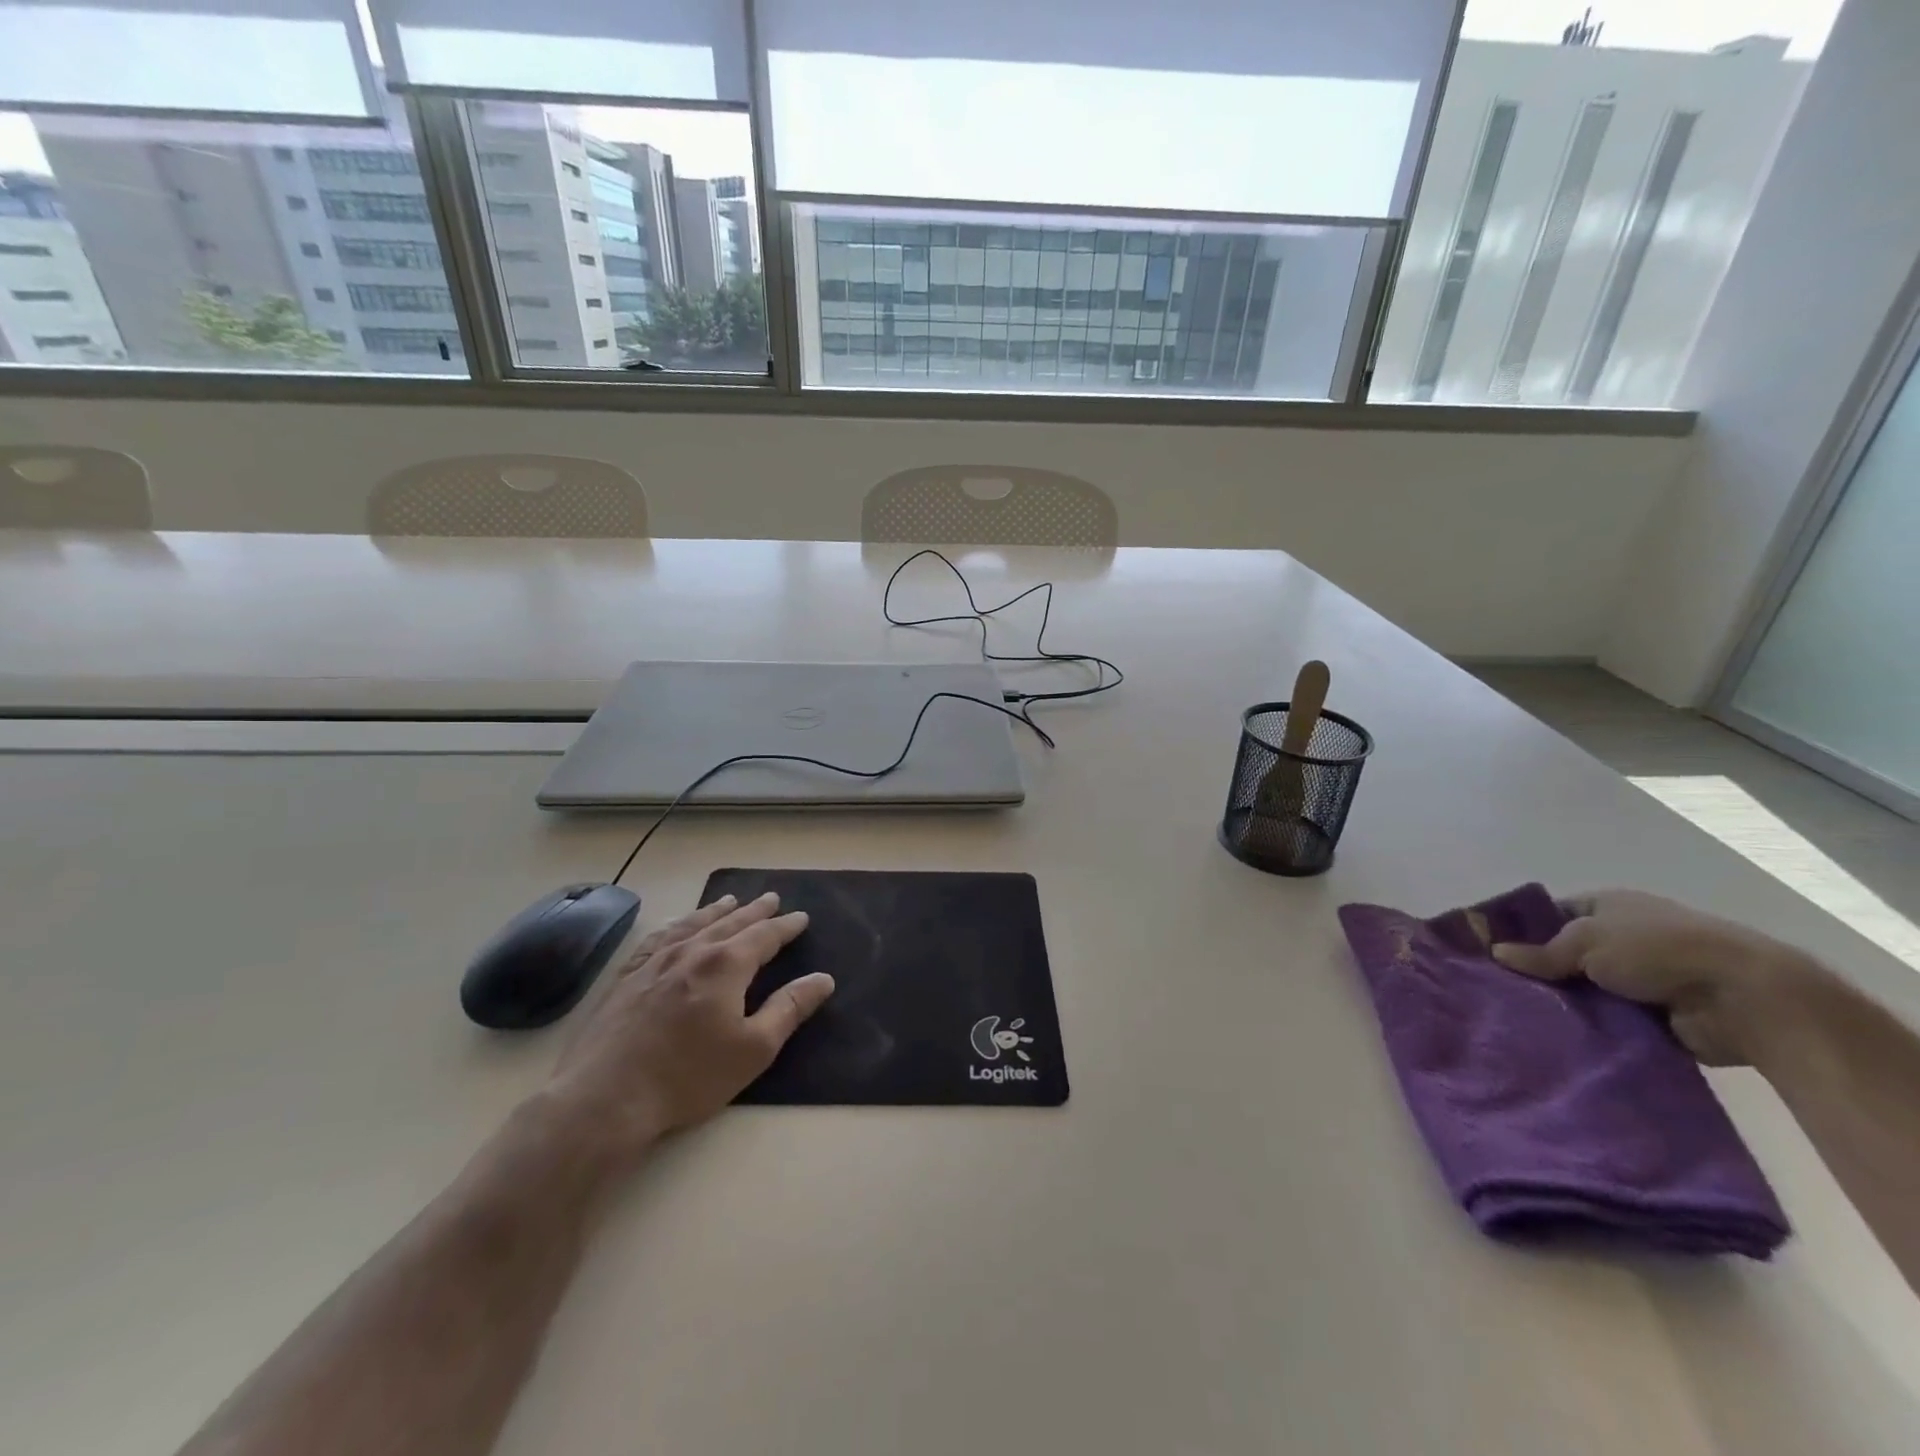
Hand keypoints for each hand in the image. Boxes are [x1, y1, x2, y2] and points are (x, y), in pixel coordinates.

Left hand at [542, 892, 834, 1165]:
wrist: (606, 1097)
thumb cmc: (689, 1076)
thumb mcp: (754, 1049)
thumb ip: (789, 1009)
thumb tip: (823, 979)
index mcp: (726, 965)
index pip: (764, 936)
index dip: (785, 926)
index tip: (801, 917)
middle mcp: (692, 951)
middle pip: (730, 923)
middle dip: (755, 911)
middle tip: (772, 898)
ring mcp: (656, 962)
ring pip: (693, 925)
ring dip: (716, 911)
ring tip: (730, 901)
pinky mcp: (627, 977)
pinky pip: (658, 939)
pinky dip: (675, 926)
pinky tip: (676, 927)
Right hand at [1491, 889, 1813, 1065]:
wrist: (1744, 998)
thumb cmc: (1657, 949)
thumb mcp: (1585, 940)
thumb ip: (1540, 952)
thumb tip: (1496, 954)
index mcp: (1608, 906)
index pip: (1552, 914)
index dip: (1522, 930)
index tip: (1491, 952)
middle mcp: (1624, 939)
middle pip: (1567, 955)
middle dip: (1539, 972)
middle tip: (1497, 990)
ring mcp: (1643, 979)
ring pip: (1586, 991)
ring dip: (1565, 1004)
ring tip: (1521, 1018)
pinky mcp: (1657, 1017)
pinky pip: (1611, 1022)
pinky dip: (1591, 1030)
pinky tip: (1557, 1039)